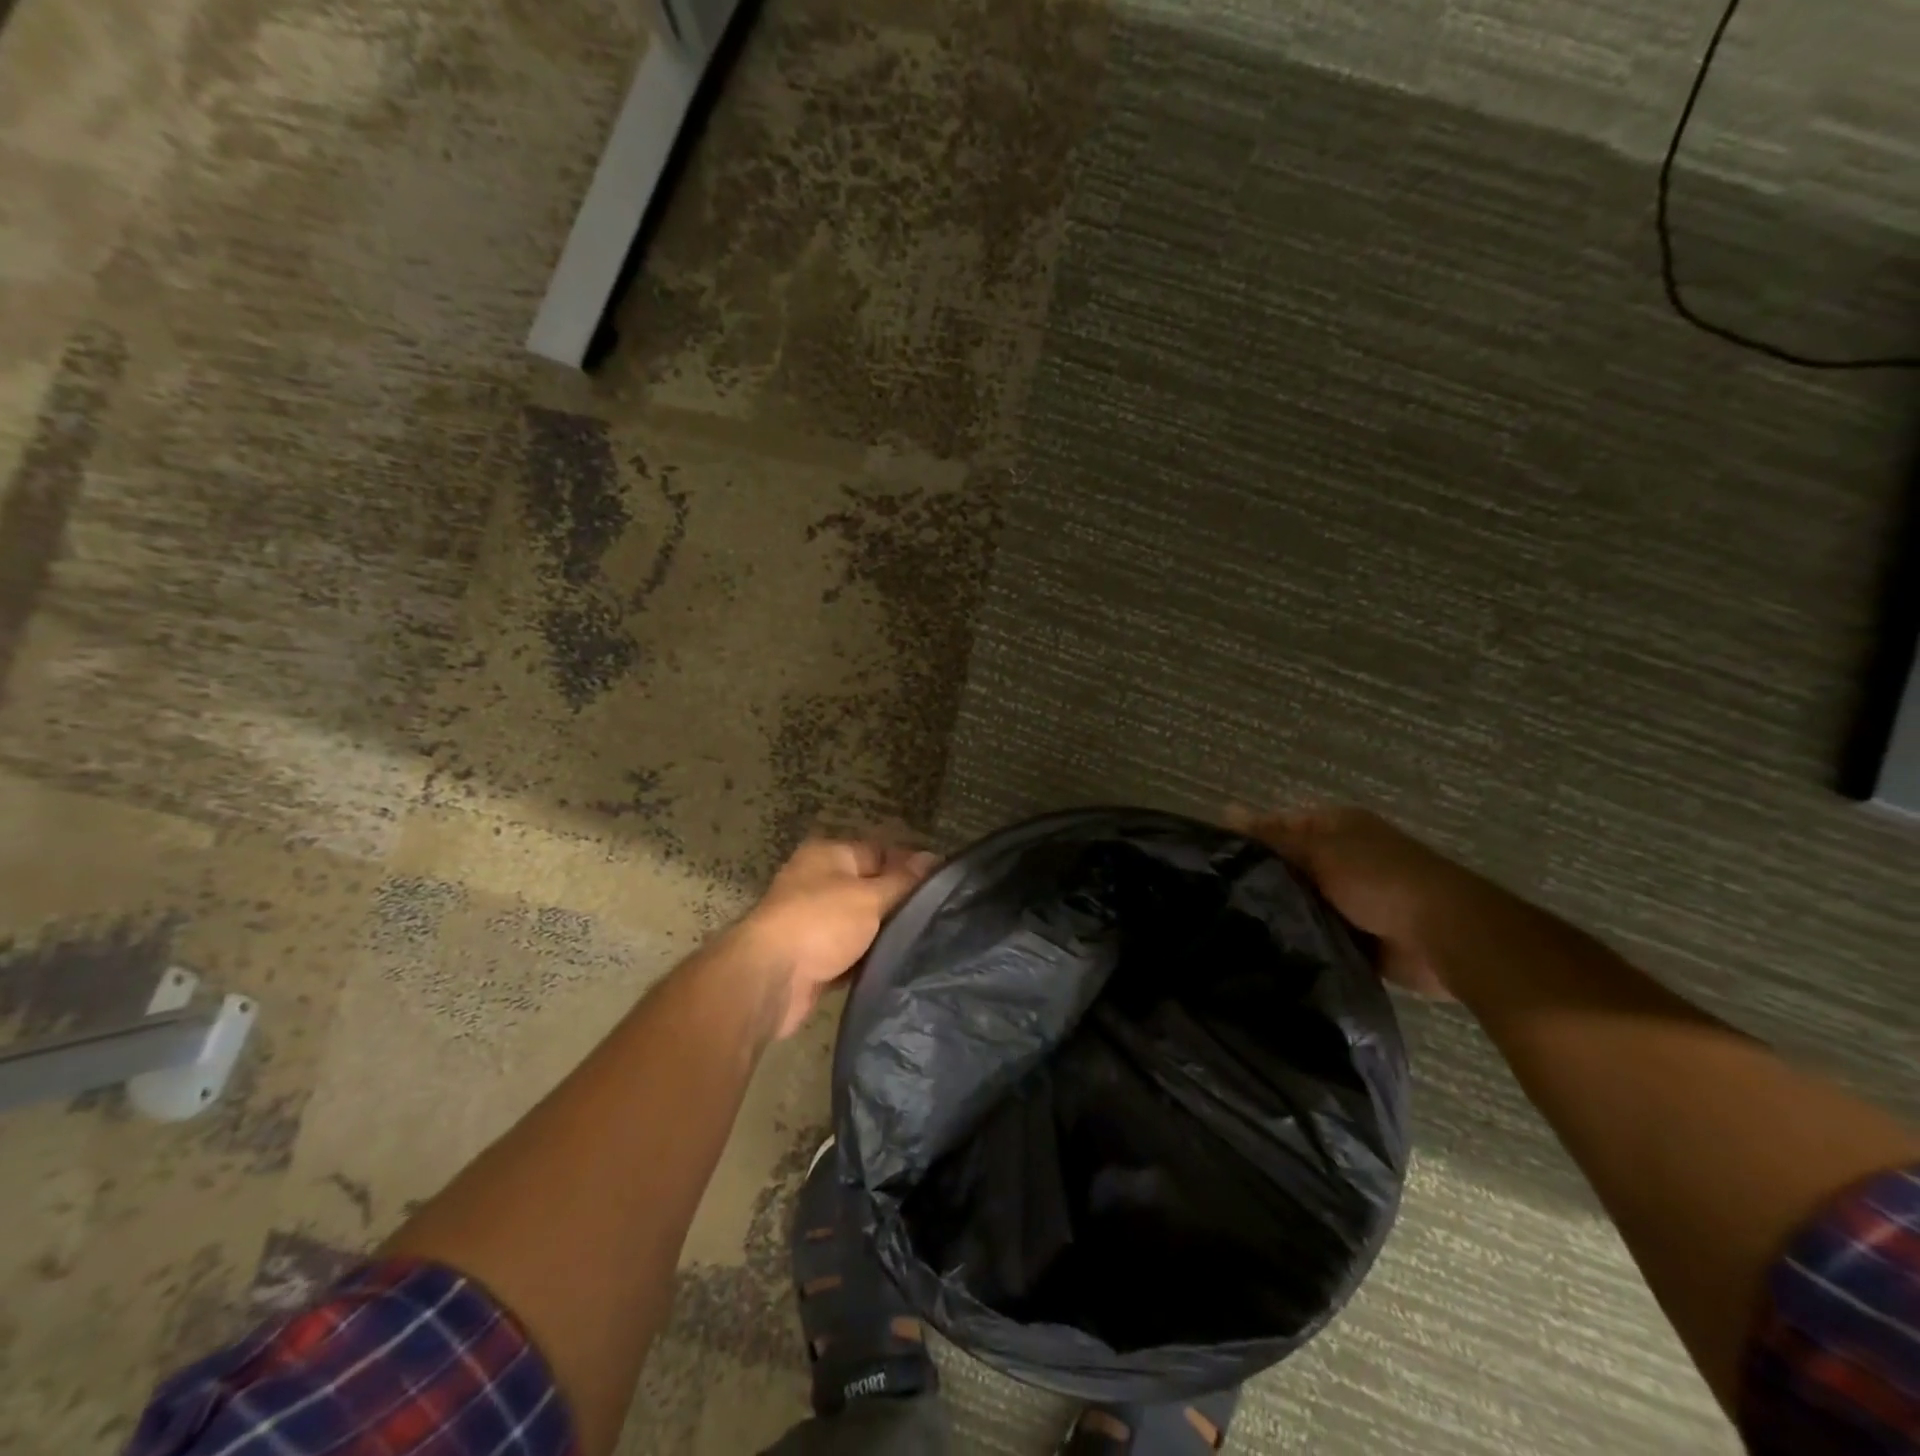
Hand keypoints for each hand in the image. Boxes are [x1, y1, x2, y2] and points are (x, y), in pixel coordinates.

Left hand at [733, 837, 938, 1038]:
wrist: (770, 979)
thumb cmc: (821, 923)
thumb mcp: (870, 896)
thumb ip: (903, 880)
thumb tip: (933, 858)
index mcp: (829, 855)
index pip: (880, 851)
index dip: (910, 865)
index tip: (944, 886)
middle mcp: (819, 882)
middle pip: (871, 887)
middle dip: (900, 902)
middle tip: (939, 917)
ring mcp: (815, 921)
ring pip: (862, 922)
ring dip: (885, 933)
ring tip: (926, 941)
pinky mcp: (814, 957)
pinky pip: (851, 952)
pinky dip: (869, 957)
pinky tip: (899, 964)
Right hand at [1228, 804, 1504, 999]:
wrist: (1445, 935)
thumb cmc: (1379, 879)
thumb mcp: (1318, 851)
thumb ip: (1272, 838)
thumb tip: (1225, 812)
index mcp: (1337, 827)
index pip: (1279, 826)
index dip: (1249, 840)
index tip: (1216, 863)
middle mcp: (1344, 857)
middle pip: (1289, 865)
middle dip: (1262, 881)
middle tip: (1217, 899)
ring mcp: (1353, 898)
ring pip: (1302, 902)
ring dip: (1281, 913)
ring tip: (1232, 927)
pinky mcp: (1359, 935)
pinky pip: (1319, 934)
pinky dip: (1301, 941)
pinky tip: (1266, 949)